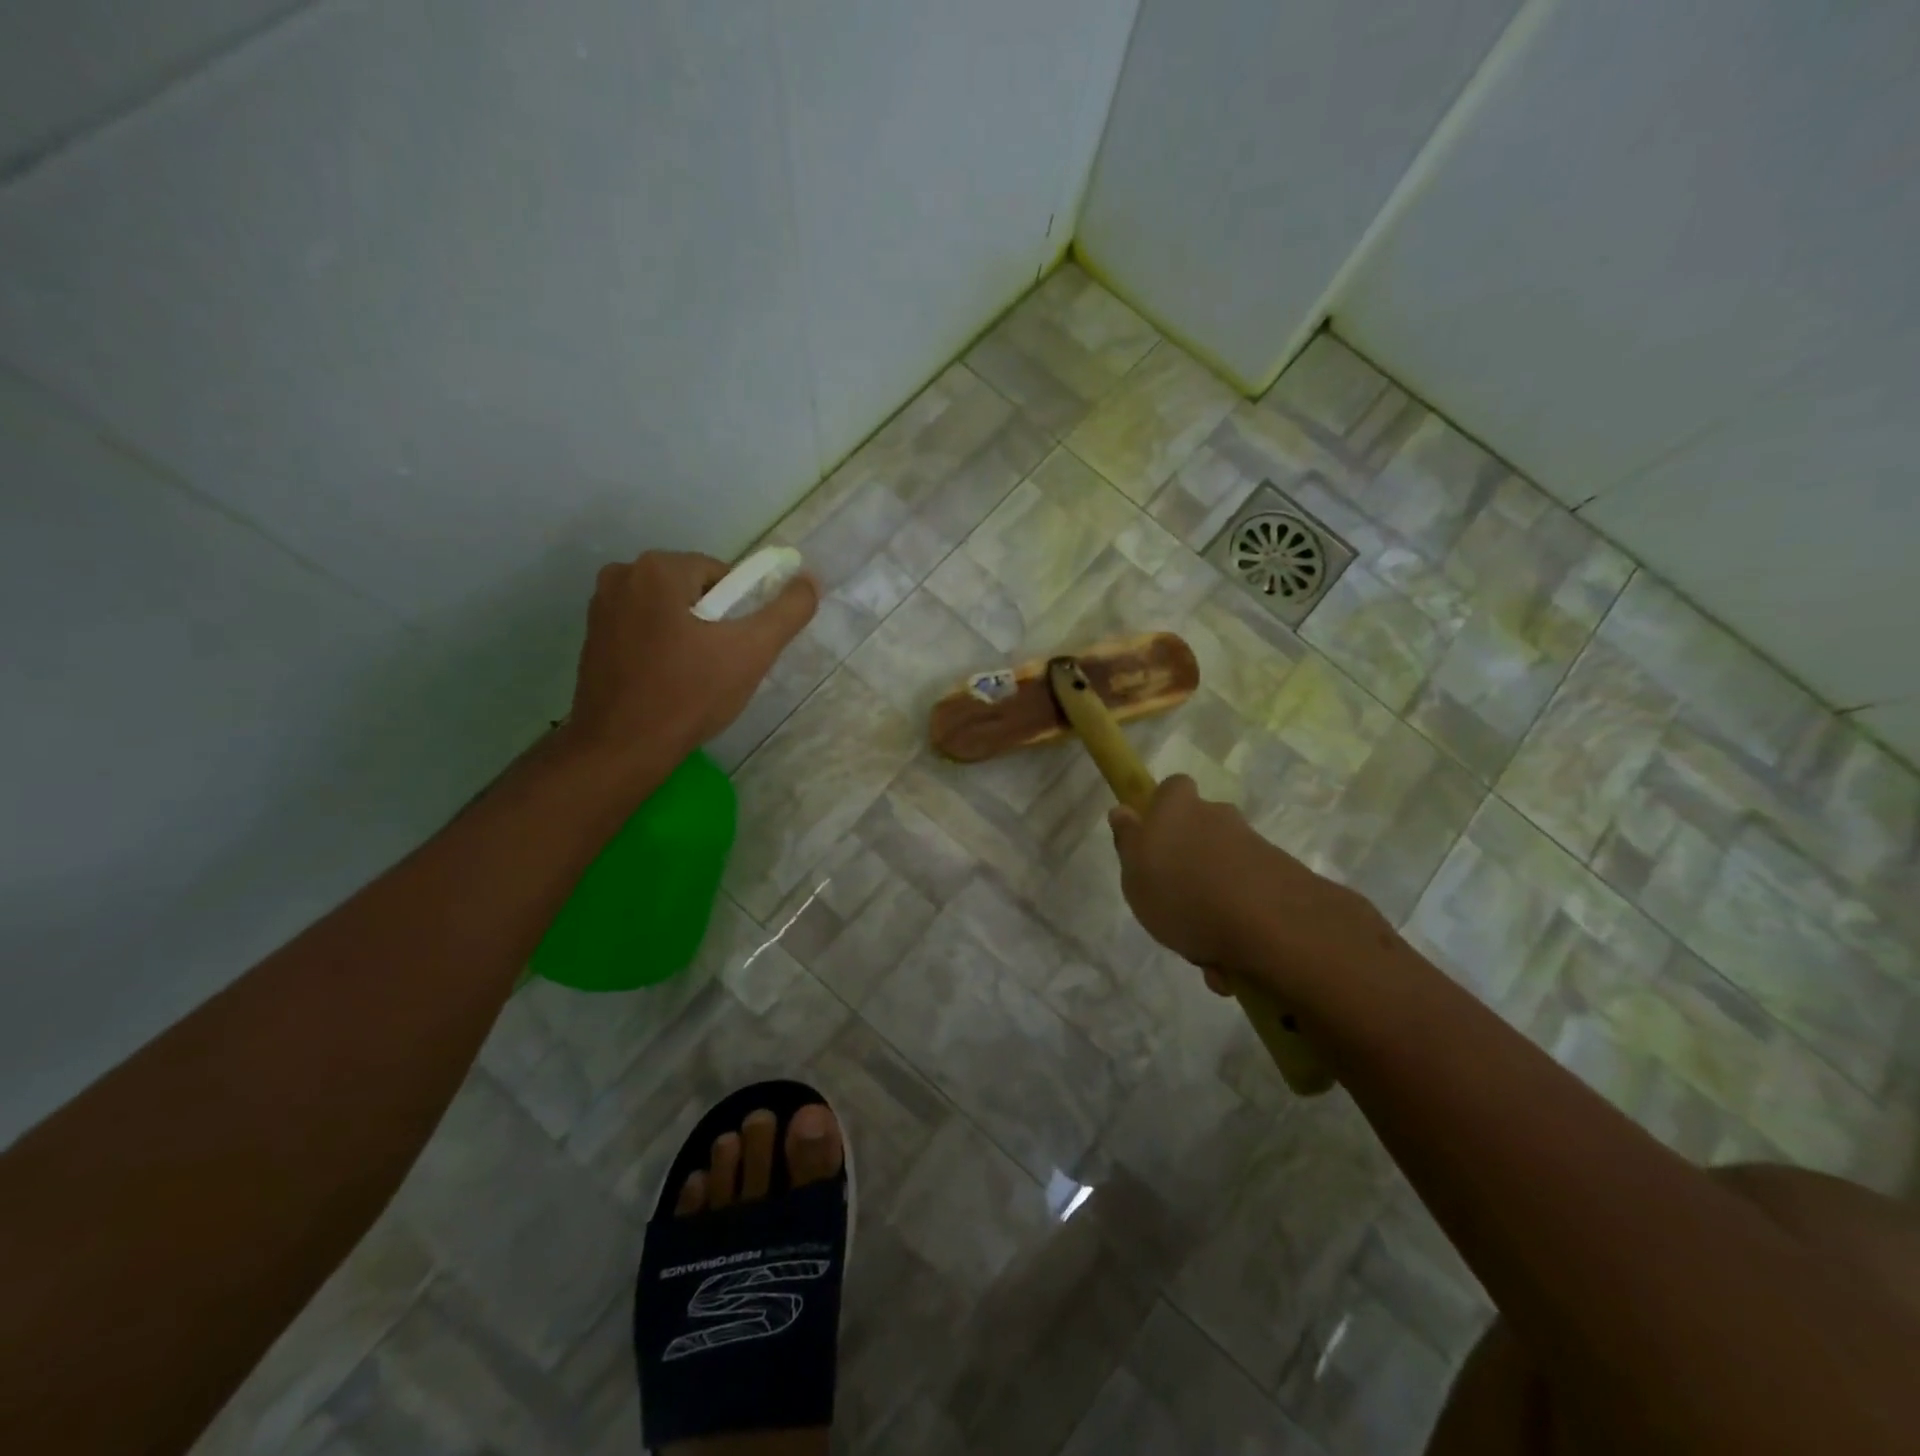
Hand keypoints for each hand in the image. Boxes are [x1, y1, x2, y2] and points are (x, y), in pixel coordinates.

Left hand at [567, 550, 816, 771]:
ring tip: (693, 678)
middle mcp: (622, 575)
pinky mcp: (591, 637)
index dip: (739, 614)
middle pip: (694, 591)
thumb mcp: (752, 652)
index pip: (722, 576)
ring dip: (687, 636)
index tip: (736, 650)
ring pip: (669, 611)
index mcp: (658, 568)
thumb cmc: (689, 695)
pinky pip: (643, 630)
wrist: (622, 749)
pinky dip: (661, 648)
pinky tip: (666, 683)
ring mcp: (601, 607)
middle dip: (712, 624)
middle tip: (718, 667)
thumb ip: (787, 612)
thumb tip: (810, 580)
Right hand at [1107, 775, 1394, 998]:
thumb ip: (1128, 841)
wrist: (1271, 924)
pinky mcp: (1282, 878)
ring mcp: (1254, 846)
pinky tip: (1230, 964)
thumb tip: (1123, 810)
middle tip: (1175, 904)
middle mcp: (1218, 817)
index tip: (1153, 841)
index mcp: (1179, 807)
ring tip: (1205, 951)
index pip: (1172, 789)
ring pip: (1224, 871)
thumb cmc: (1182, 893)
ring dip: (1214, 903)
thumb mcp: (1134, 872)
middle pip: (1200, 831)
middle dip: (1191, 862)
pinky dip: (1238, 925)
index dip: (1162, 810)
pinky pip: (1248, 899)